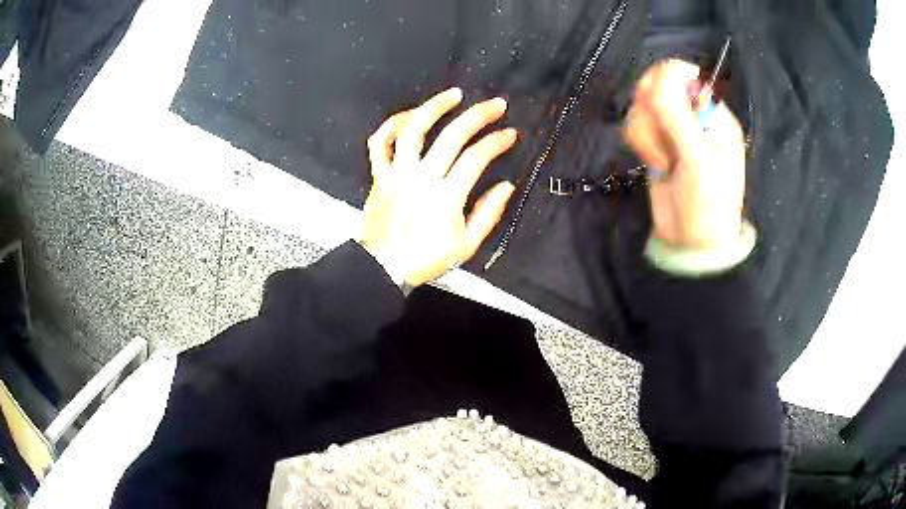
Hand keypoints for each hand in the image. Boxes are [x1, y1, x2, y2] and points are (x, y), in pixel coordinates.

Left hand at [358, 88, 517, 287]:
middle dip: (478, 116)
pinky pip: (380, 142)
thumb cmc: (425, 258)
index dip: (496, 142)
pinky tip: (410, 115)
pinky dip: (393, 125)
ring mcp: (397, 173)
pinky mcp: (379, 174)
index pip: (477, 157)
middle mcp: (421, 177)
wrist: (381, 268)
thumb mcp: (466, 245)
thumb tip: (506, 186)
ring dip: (434, 107)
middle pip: (452, 135)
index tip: (510, 134)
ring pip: (413, 129)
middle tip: (496, 105)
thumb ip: (488, 214)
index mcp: (446, 196)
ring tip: (454, 95)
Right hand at [623, 59, 746, 249]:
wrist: (691, 244)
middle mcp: (693, 115)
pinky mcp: (655, 142)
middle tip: (662, 136)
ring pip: (641, 105)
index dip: (666, 80)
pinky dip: (640, 141)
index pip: (684, 73)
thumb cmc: (708, 204)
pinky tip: (655, 163)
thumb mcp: (698, 161)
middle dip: (653, 111)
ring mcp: (672, 128)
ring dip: (646, 133)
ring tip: (664, 162)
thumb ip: (677, 117)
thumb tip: (655, 78)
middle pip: (656, 84)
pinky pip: (635, 123)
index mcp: (713, 113)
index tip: (659, 102)